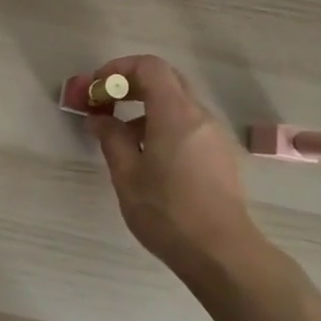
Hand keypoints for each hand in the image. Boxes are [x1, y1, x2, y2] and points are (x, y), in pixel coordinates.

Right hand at [86, 55, 258, 274]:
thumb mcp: (127, 175)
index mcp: (175, 113)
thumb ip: (111, 138)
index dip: (119, 69)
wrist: (222, 254)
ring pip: (177, 102)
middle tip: (106, 103)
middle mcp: (199, 115)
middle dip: (131, 84)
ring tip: (120, 135)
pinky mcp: (220, 154)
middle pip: (165, 79)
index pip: (149, 67)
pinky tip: (148, 155)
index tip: (98, 89)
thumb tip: (99, 119)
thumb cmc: (168, 212)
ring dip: (146, 106)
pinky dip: (163, 123)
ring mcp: (214, 134)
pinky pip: (188, 123)